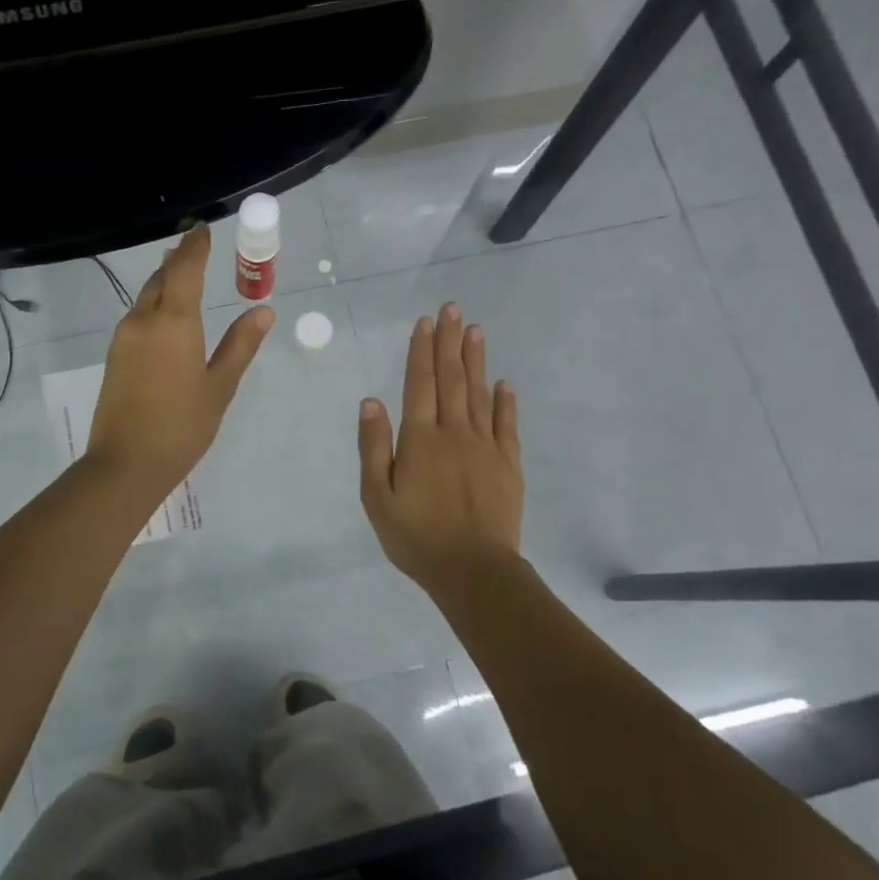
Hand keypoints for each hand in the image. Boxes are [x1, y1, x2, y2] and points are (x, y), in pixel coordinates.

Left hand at [87, 226, 274, 498]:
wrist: (126, 464)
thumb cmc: (182, 426)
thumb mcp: (220, 386)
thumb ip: (240, 344)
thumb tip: (263, 309)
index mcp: (173, 322)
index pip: (184, 270)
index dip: (195, 248)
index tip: (203, 230)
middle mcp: (143, 321)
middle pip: (160, 278)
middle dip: (178, 261)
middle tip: (195, 248)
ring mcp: (124, 339)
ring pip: (145, 297)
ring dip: (164, 281)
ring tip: (181, 274)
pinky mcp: (115, 357)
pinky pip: (137, 317)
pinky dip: (154, 305)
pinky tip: (165, 315)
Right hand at [358, 303, 522, 592]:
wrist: (473, 570)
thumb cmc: (416, 536)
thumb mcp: (378, 497)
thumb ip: (374, 447)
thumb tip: (371, 401)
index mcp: (420, 440)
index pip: (419, 385)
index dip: (421, 352)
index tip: (424, 322)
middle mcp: (455, 433)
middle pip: (451, 379)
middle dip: (449, 342)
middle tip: (452, 309)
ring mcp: (486, 447)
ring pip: (479, 394)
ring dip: (475, 361)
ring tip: (475, 331)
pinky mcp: (508, 465)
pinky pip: (506, 425)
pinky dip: (504, 402)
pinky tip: (503, 383)